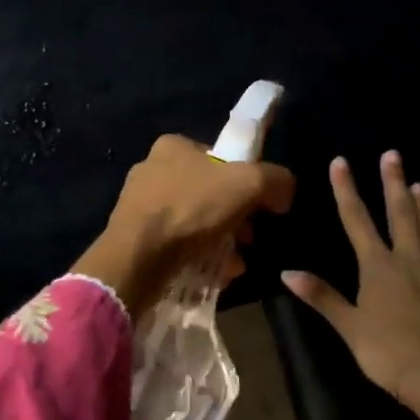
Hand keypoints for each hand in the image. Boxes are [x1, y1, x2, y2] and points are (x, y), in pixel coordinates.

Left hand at [73, 135, 295, 319]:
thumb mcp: (248, 184)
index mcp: (172, 146)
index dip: (245, 181)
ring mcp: (139, 205)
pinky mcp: (134, 237)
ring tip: (234, 262)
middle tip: (249, 239)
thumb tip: (285, 190)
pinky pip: (176, 243)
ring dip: (220, 240)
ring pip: (193, 221)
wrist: (138, 257)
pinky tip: (214, 274)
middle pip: (208, 193)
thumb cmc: (191, 209)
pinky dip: (198, 256)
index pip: (219, 158)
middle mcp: (151, 169)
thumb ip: (274, 179)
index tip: (259, 207)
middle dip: (234, 217)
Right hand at [282, 152, 419, 413]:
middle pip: (401, 216)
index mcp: (379, 268)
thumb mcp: (349, 327)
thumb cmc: (390, 354)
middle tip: (393, 156)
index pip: (357, 221)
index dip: (347, 190)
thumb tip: (287, 272)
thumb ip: (322, 296)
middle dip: (394, 185)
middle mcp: (412, 262)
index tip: (341, 162)